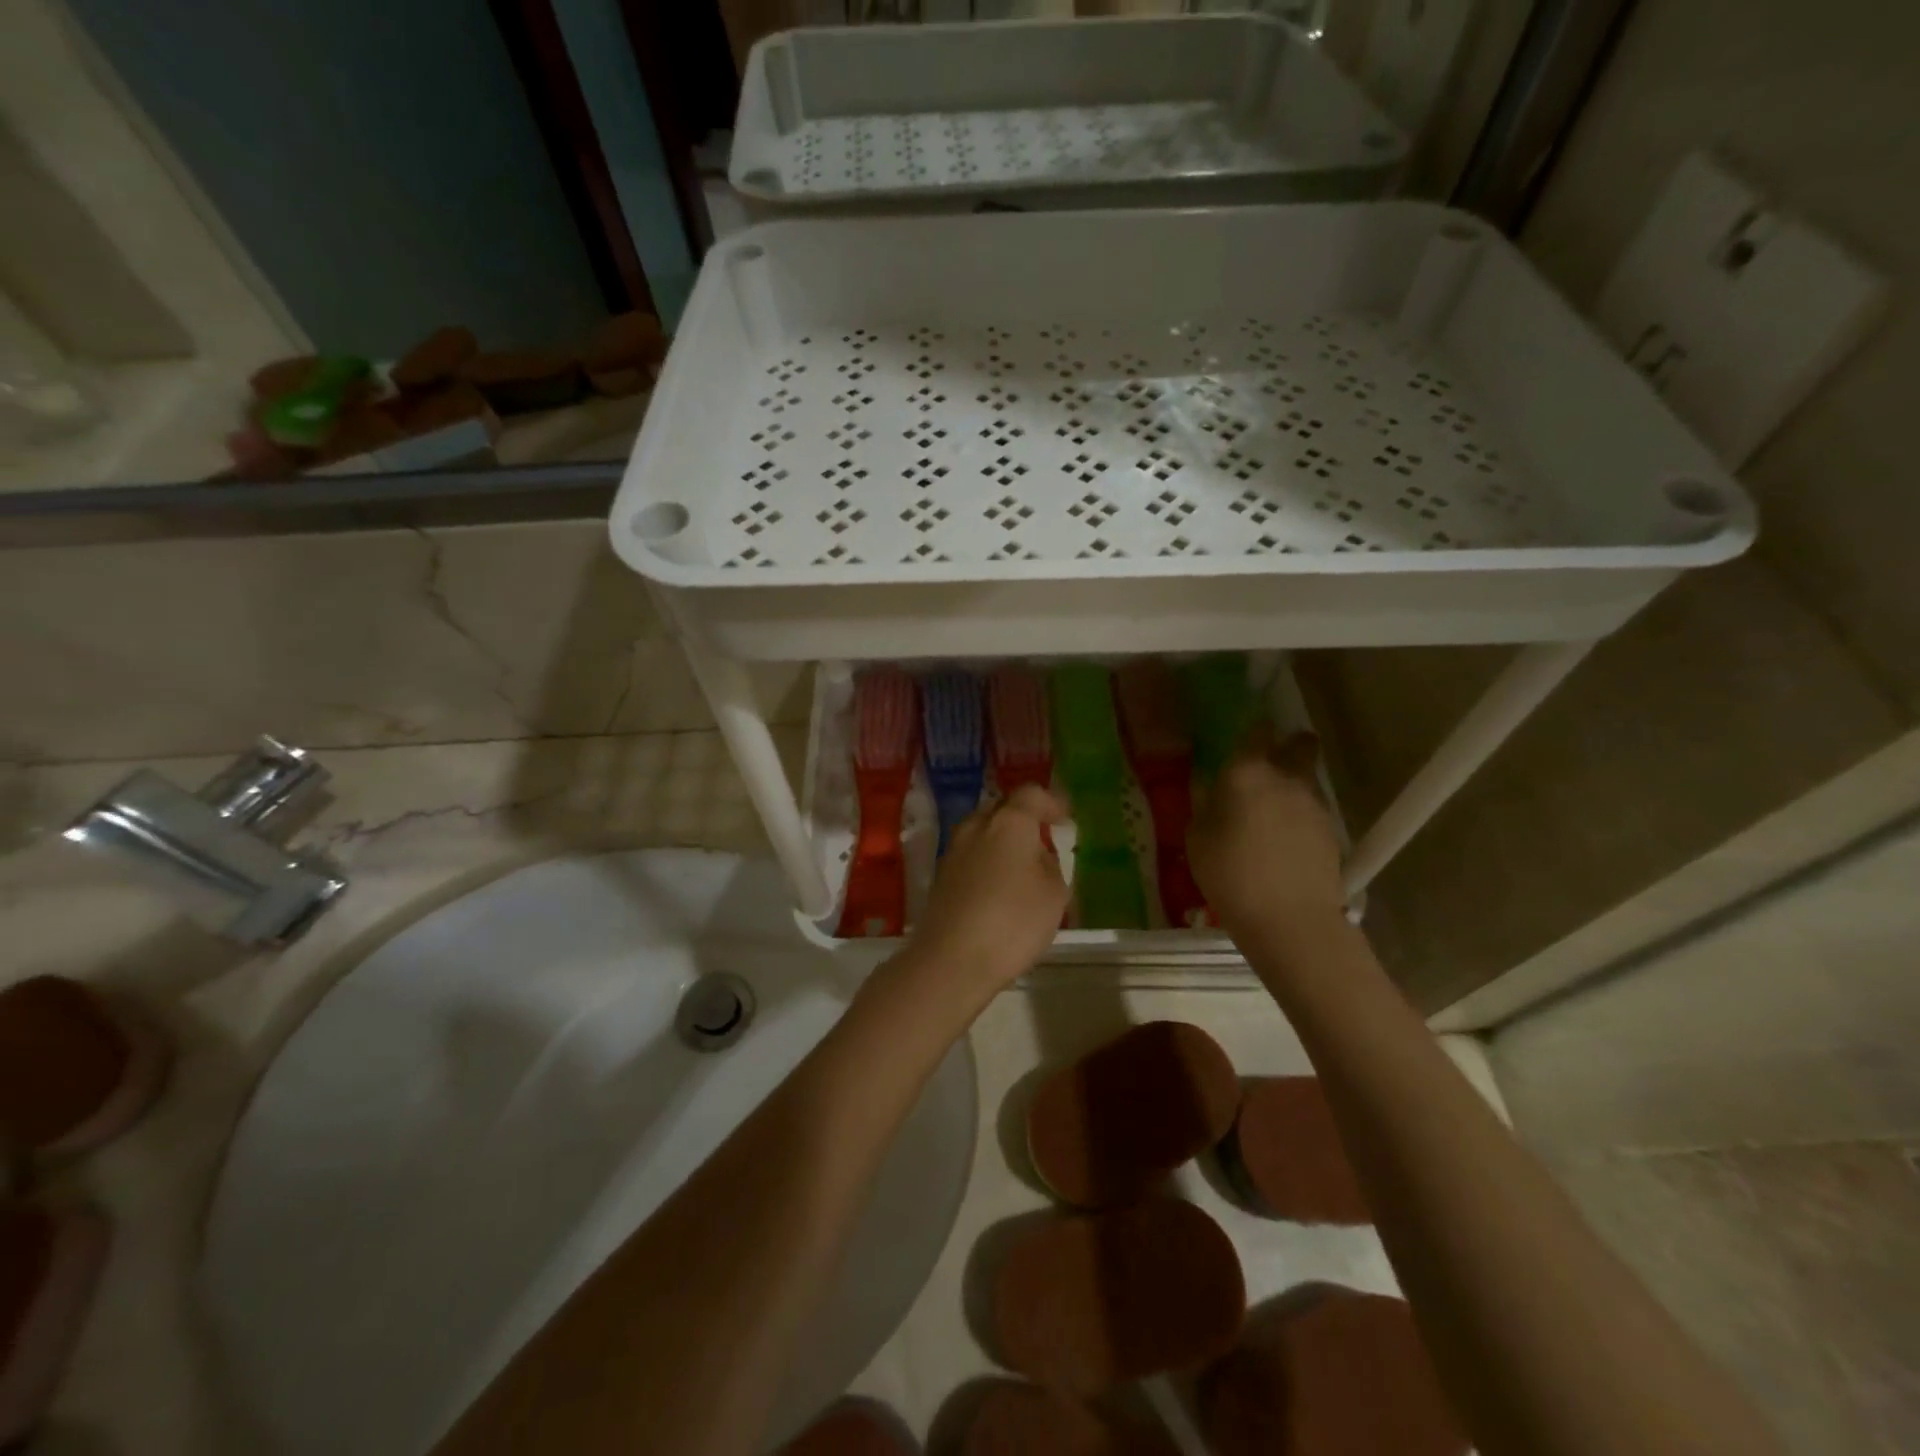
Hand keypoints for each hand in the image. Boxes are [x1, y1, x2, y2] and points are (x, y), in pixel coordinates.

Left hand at [901, 785, 1068, 1001]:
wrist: (952, 959)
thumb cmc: (1013, 922)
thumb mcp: (1054, 895)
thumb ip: (1051, 866)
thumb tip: (1038, 855)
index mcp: (1008, 822)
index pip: (1031, 794)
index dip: (1051, 803)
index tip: (1064, 819)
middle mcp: (976, 826)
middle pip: (1001, 810)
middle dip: (1023, 820)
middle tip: (1042, 840)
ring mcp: (953, 851)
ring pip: (982, 833)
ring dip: (1001, 842)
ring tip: (1021, 867)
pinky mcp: (940, 876)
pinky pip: (970, 857)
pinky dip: (986, 862)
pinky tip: (998, 888)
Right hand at [1189, 726, 1345, 939]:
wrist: (1290, 919)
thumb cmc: (1230, 874)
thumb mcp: (1198, 839)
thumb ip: (1205, 806)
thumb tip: (1212, 789)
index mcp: (1247, 773)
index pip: (1257, 732)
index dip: (1254, 731)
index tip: (1246, 737)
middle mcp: (1287, 778)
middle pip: (1299, 745)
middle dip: (1289, 746)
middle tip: (1269, 764)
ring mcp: (1315, 804)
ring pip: (1306, 779)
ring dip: (1292, 784)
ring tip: (1271, 812)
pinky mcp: (1332, 831)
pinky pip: (1312, 810)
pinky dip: (1299, 816)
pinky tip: (1284, 840)